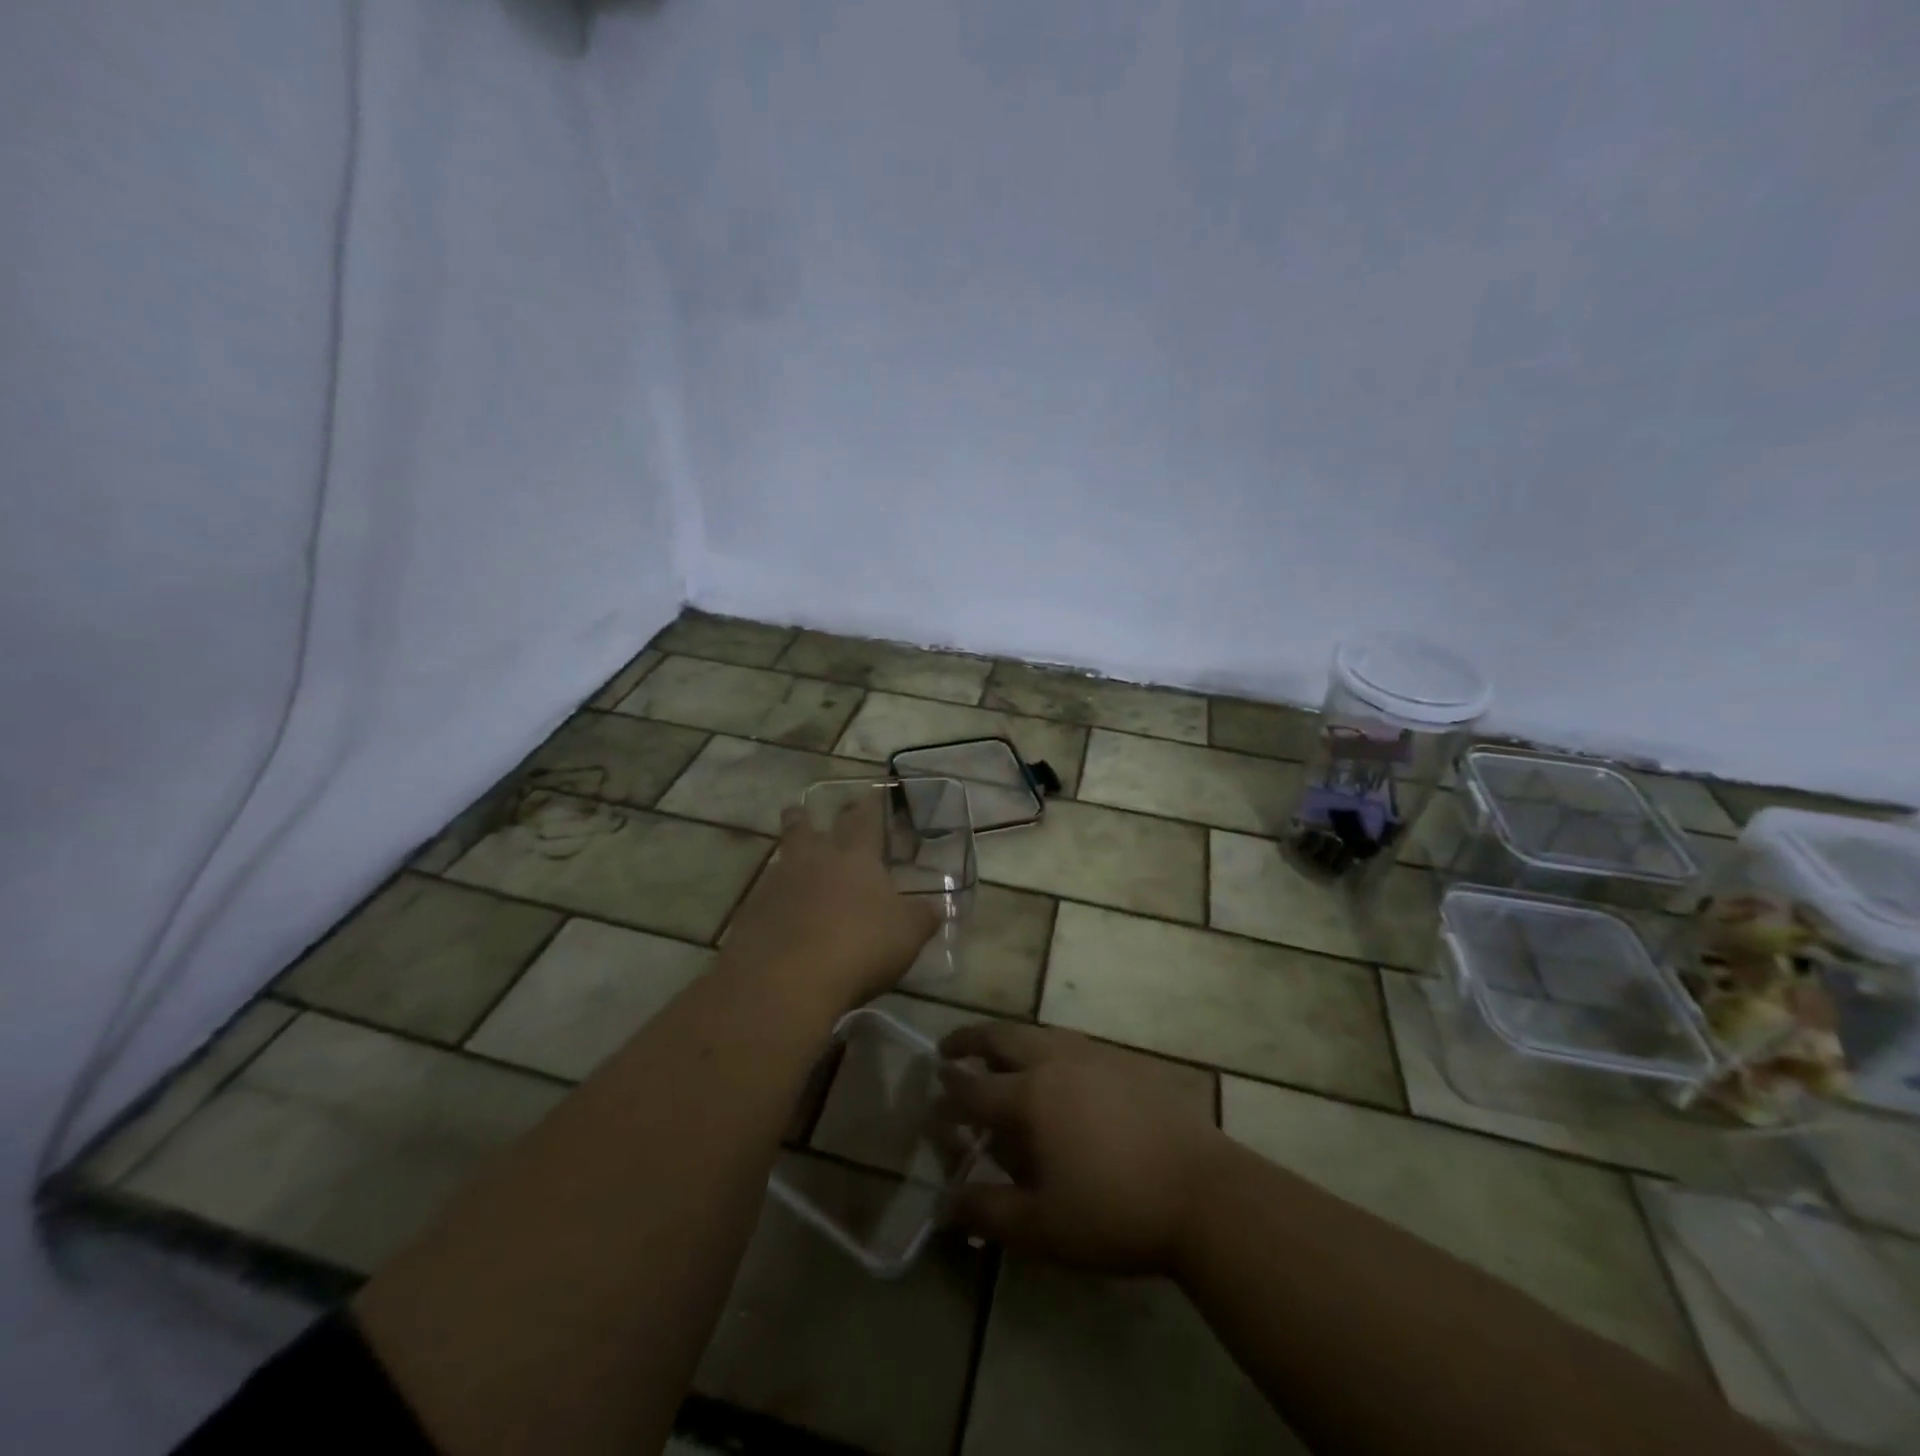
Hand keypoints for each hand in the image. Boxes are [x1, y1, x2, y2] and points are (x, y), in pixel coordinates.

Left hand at [719, 794, 940, 1013]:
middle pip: (805, 828)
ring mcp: (776, 885)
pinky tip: (779, 914)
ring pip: (781, 859)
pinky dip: (772, 899)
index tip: (867, 792)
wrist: (785, 980)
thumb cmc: (859, 947)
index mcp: (855, 858)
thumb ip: (922, 917)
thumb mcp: (907, 935)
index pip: (864, 821)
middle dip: (806, 817)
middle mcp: (813, 861)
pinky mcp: (751, 914)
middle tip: (802, 808)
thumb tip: (934, 907)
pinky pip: (763, 897)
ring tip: (791, 860)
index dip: (868, 807)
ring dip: (786, 855)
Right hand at [937, 1023, 1230, 1273]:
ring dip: (1009, 1039)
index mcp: (1030, 1097)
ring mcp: (1093, 1056)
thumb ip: (987, 1212)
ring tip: (998, 1054)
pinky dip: (1046, 1047)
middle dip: (970, 1039)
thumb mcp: (1042, 1227)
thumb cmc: (1114, 1212)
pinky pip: (1071, 1043)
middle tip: (949, 1049)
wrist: (1202, 1192)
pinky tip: (1055, 1069)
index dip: (948, 1094)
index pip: (973, 1089)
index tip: (931, 1096)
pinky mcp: (1124, 1062)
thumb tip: (942, 1205)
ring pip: (1038, 1032)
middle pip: (1002, 1038)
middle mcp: (1056, 1062)